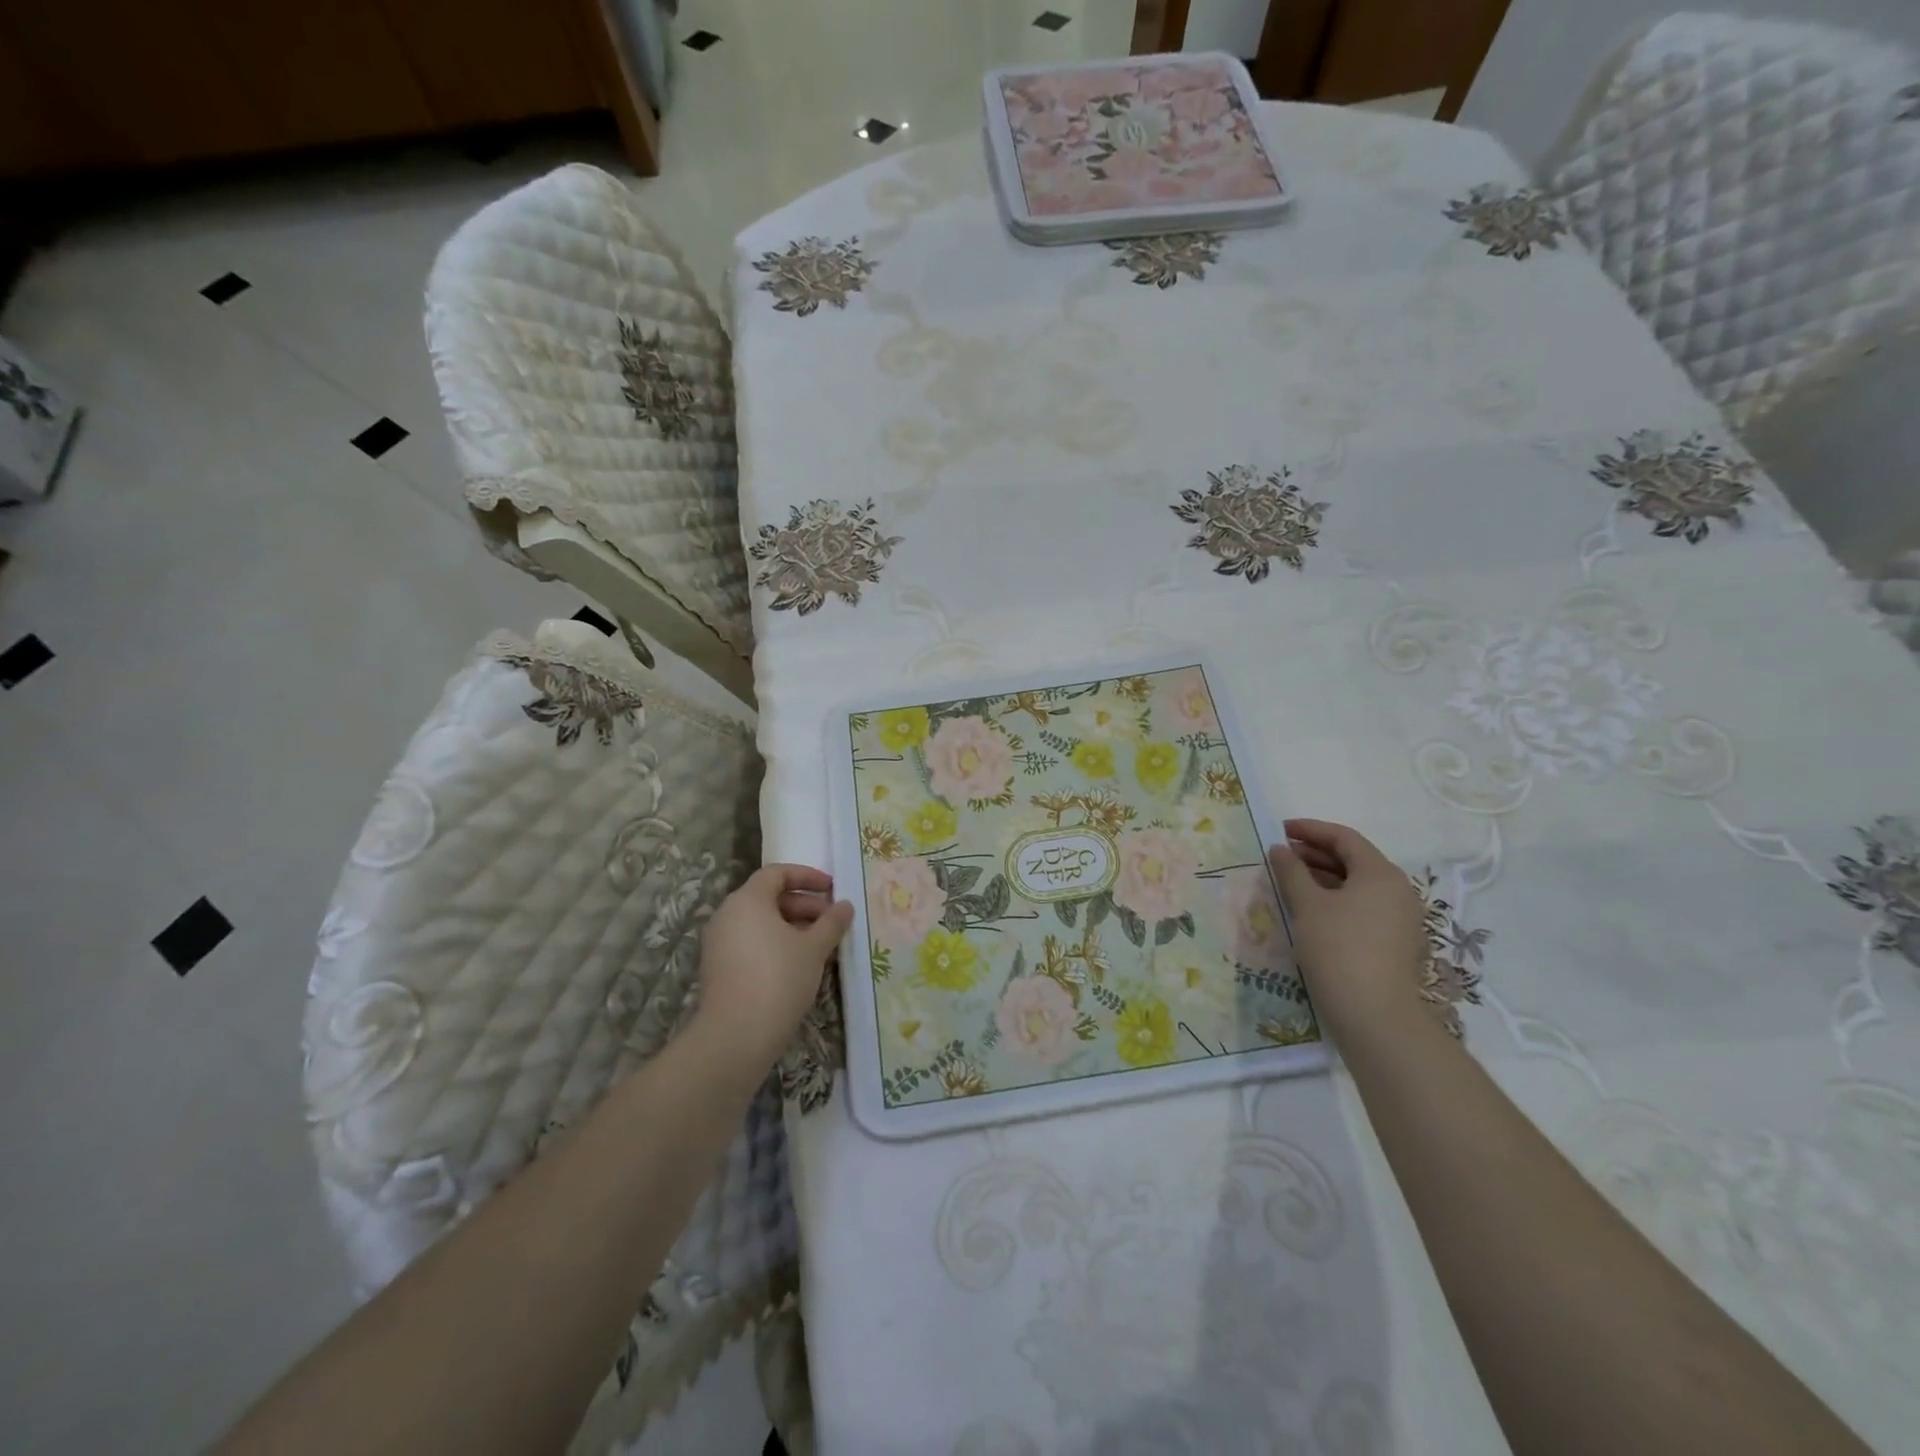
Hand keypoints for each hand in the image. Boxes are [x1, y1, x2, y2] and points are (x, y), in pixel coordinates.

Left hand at [691, 864, 853, 1074]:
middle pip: (769, 898)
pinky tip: (801, 965)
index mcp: (748, 900)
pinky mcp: (719, 968)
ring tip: (822, 946)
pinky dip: (776, 945)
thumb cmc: (779, 978)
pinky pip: (752, 943)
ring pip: (761, 923)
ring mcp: (719, 943)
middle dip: (805, 905)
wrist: (736, 1036)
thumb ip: (832, 922)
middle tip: (832, 921)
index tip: (832, 889)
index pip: (777, 873)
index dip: (807, 876)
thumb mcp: (814, 948)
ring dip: (793, 928)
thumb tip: (845, 905)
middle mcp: (728, 915)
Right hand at [1267, 819, 1429, 1042]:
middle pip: (1354, 859)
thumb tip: (1280, 849)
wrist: (1376, 1016)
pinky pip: (1363, 906)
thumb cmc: (1338, 949)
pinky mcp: (1395, 941)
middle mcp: (1397, 890)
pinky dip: (1336, 899)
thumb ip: (1291, 871)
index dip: (1310, 830)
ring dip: (1323, 877)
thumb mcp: (1307, 905)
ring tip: (1290, 881)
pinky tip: (1311, 910)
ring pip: (1357, 884)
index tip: (1279, 830)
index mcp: (1380, 873)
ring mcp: (1400, 917)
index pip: (1344, 838)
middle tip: (1280, 856)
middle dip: (1315, 853)